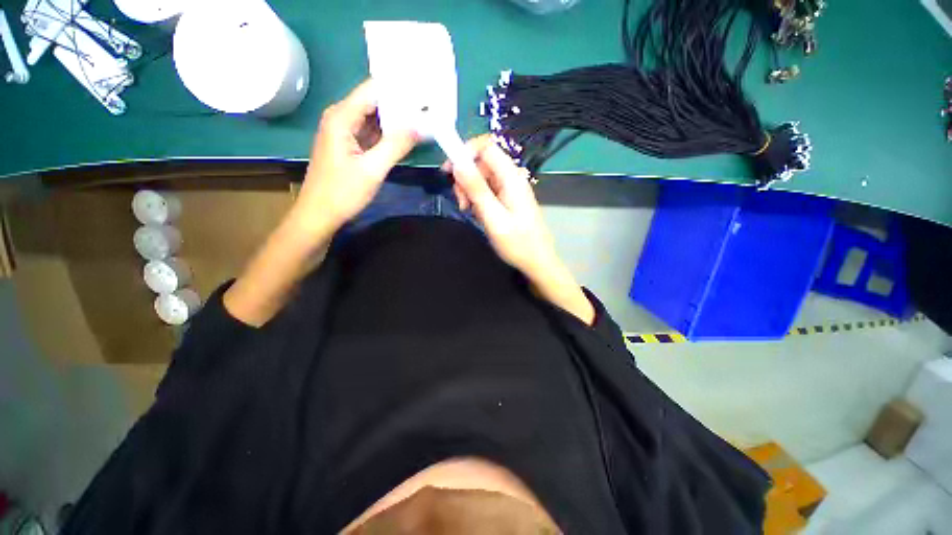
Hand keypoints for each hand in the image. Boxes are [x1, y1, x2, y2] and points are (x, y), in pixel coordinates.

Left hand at [292, 79, 417, 234]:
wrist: (319, 215)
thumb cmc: (342, 193)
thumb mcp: (373, 170)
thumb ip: (396, 145)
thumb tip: (420, 125)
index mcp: (342, 117)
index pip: (373, 89)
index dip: (399, 88)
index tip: (424, 91)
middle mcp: (341, 117)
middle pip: (374, 101)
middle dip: (401, 103)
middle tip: (429, 106)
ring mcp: (344, 131)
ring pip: (374, 117)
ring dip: (396, 119)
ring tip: (423, 118)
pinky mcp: (349, 144)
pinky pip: (372, 132)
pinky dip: (388, 133)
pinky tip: (406, 136)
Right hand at [444, 135, 558, 277]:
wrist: (537, 261)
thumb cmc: (517, 243)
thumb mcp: (494, 218)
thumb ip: (477, 190)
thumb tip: (458, 163)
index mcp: (511, 177)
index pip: (486, 146)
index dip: (466, 152)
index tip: (449, 171)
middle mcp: (511, 177)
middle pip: (481, 162)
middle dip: (465, 177)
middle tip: (461, 201)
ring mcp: (510, 188)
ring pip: (482, 176)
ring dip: (469, 190)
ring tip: (467, 210)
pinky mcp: (507, 198)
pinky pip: (487, 189)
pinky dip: (477, 198)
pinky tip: (477, 213)